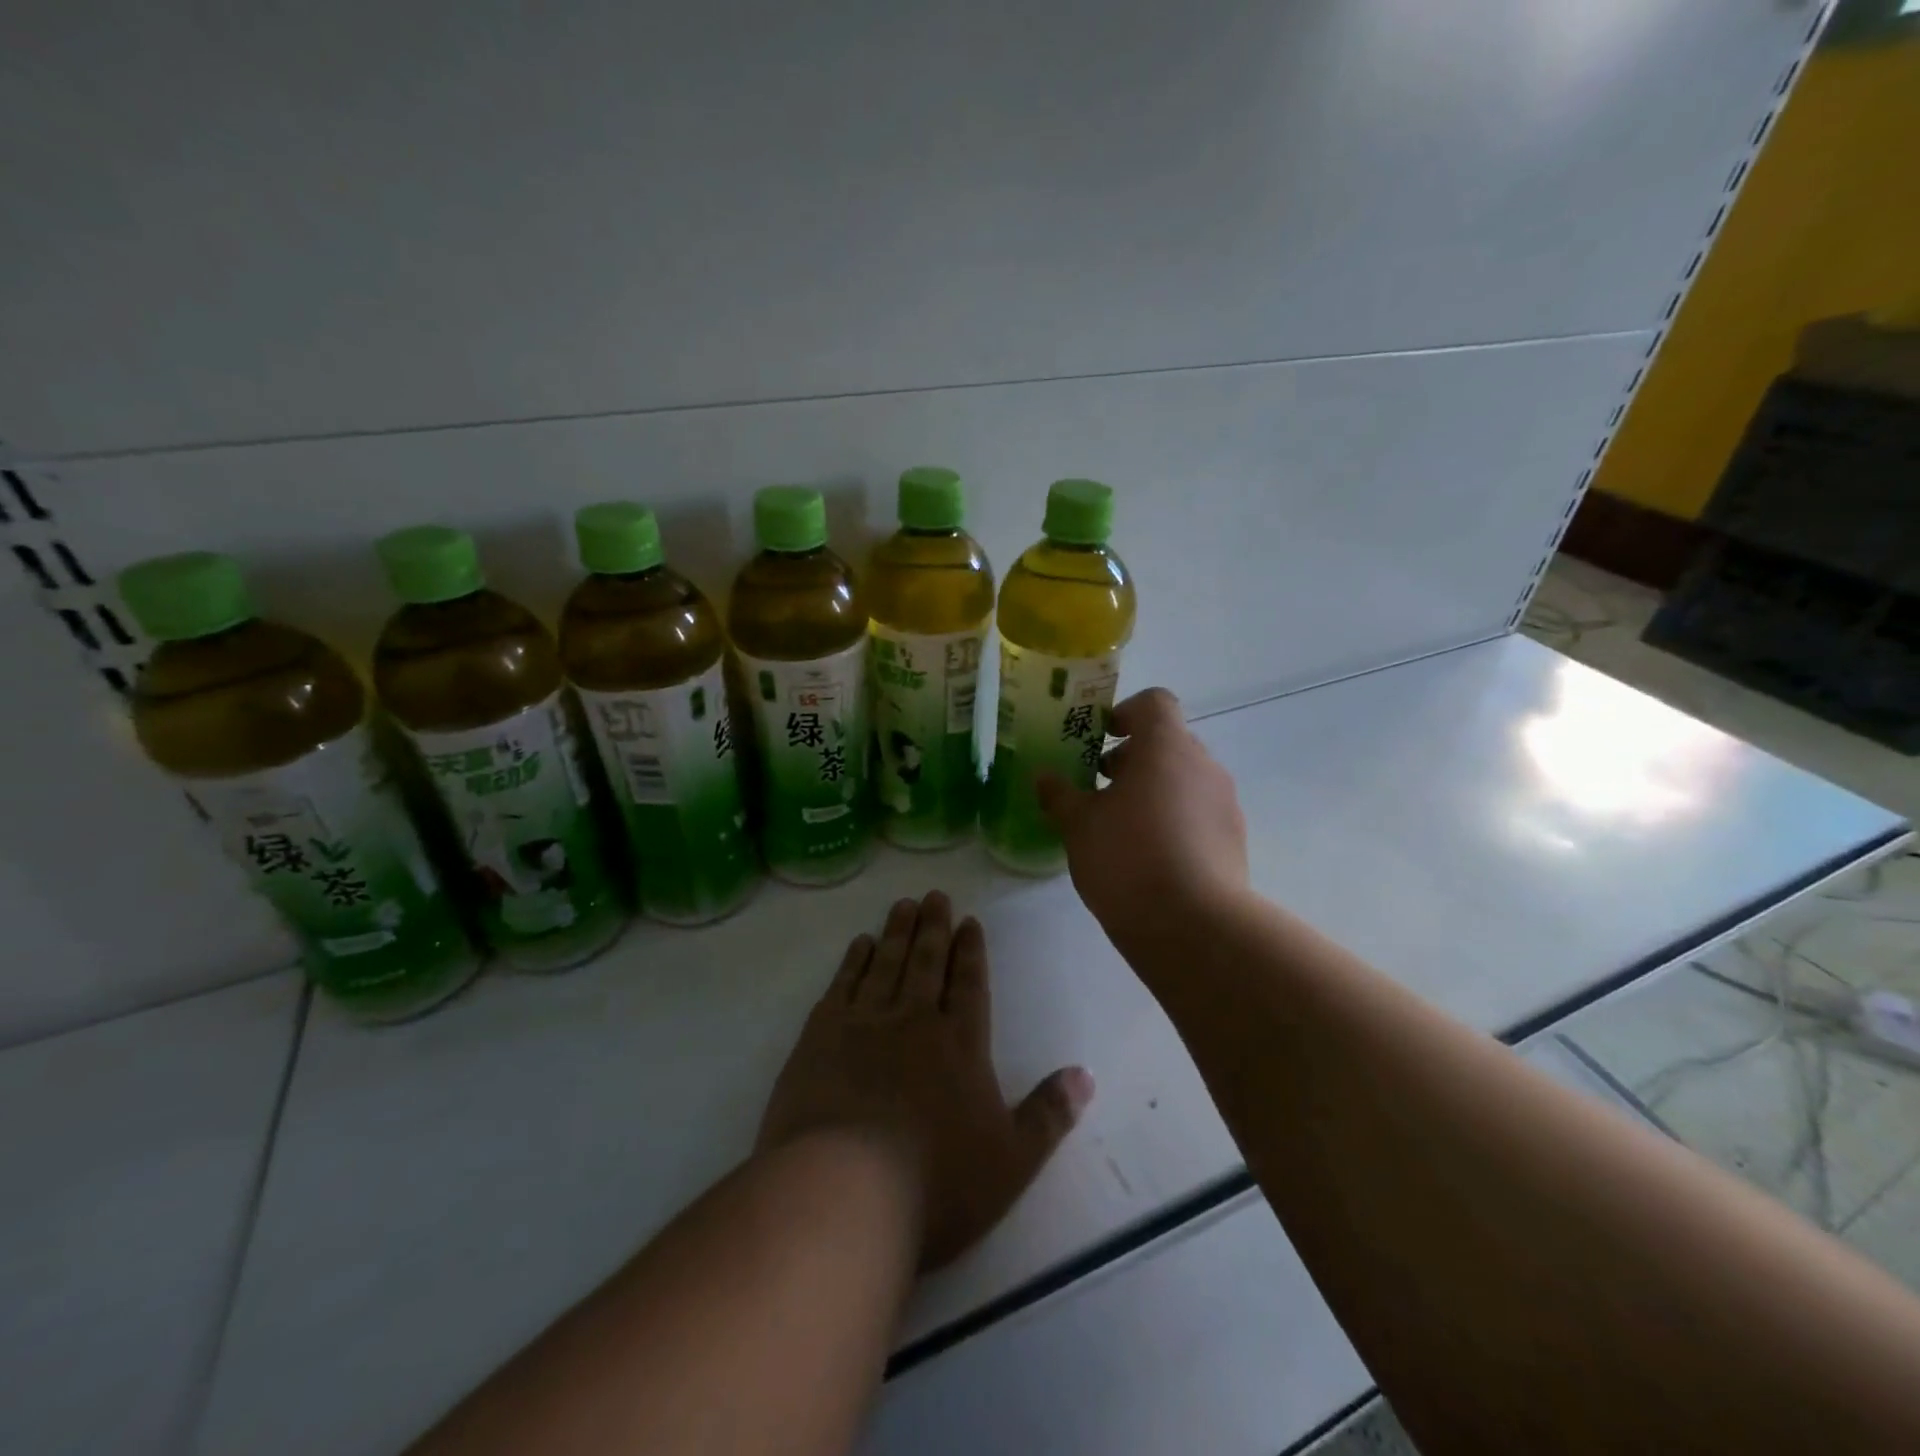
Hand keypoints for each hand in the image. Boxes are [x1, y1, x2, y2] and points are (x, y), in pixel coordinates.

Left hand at [758, 891, 1094, 1270]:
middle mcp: (914, 1020)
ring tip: (903, 904)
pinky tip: (859, 944)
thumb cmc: (935, 1183)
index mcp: (960, 1044)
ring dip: (897, 932)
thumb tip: (1086, 1075)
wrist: (843, 1191)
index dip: (971, 951)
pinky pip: (842, 984)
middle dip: (935, 927)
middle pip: (927, 962)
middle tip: (935, 895)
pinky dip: (853, 961)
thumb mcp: (1010, 1160)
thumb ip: (1049, 1115)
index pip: (970, 984)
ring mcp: (864, 1023)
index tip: (969, 921)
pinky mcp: (820, 1036)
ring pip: (886, 963)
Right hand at [1037, 687, 1249, 949]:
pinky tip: (1148, 856)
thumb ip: (1060, 795)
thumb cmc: (1127, 858)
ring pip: (1184, 779)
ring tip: (1119, 827)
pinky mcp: (1234, 840)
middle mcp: (1203, 765)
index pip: (1154, 702)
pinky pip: (1198, 813)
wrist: (1193, 927)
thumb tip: (1044, 778)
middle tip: (1098, 787)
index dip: (1125, 713)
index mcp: (1166, 747)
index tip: (1099, 740)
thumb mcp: (1078, 825)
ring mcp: (1224, 803)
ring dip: (1153, 790)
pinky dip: (1173, 820)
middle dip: (1132, 758)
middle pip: (1168, 742)